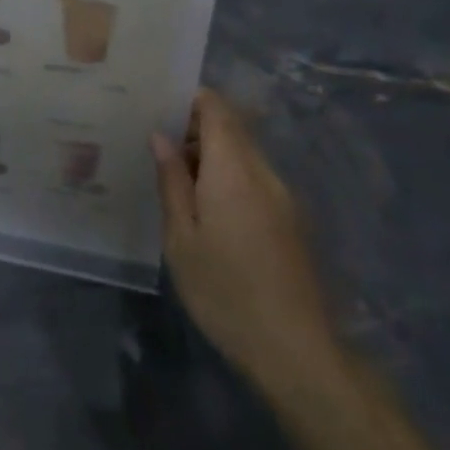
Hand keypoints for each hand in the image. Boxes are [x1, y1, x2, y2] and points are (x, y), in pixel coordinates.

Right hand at [153, 89, 339, 395]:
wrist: (296, 352)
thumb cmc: (226, 291)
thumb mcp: (181, 238)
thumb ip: (172, 181)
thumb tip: (160, 136)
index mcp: (235, 170)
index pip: (217, 109)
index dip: (189, 97)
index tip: (157, 102)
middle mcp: (264, 174)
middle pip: (232, 128)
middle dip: (194, 126)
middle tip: (153, 140)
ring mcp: (283, 197)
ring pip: (243, 154)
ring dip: (209, 153)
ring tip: (170, 173)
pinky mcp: (291, 221)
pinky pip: (254, 178)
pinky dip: (226, 176)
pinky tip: (201, 204)